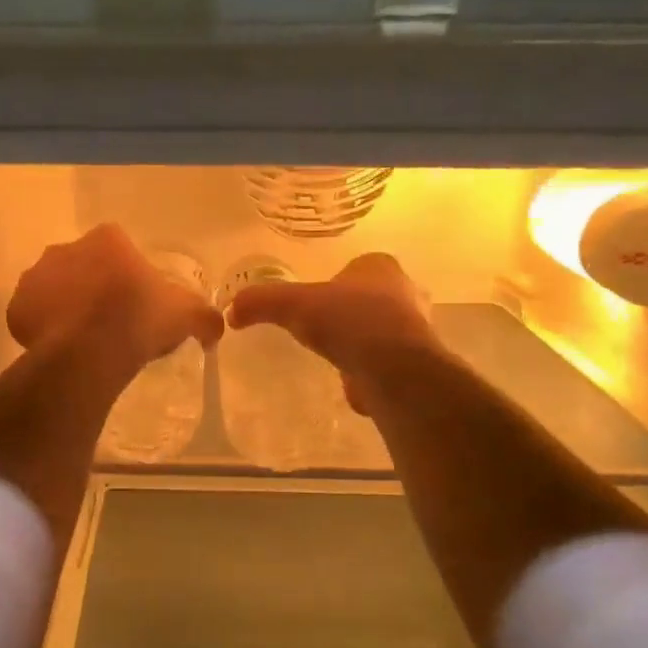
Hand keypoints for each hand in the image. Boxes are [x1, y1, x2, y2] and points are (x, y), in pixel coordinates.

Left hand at [8, 224, 223, 370]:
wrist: (90, 351)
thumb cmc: (140, 320)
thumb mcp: (186, 315)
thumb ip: (205, 317)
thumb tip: (218, 328)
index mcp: (106, 240)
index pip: (119, 248)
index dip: (128, 275)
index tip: (136, 302)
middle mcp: (65, 248)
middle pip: (83, 266)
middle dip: (94, 287)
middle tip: (110, 322)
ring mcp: (36, 277)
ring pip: (55, 289)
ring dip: (67, 306)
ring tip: (85, 340)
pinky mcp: (17, 308)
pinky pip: (33, 315)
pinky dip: (44, 329)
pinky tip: (62, 349)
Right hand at [226, 253, 440, 412]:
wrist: (393, 368)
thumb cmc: (348, 322)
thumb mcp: (293, 305)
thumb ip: (261, 302)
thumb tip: (231, 311)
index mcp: (381, 267)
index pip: (356, 267)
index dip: (335, 283)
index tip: (315, 304)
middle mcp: (406, 292)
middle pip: (372, 298)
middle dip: (351, 312)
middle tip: (324, 329)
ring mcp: (416, 328)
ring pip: (382, 329)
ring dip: (362, 342)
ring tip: (336, 356)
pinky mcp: (416, 363)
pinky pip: (386, 361)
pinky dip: (369, 369)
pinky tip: (352, 380)